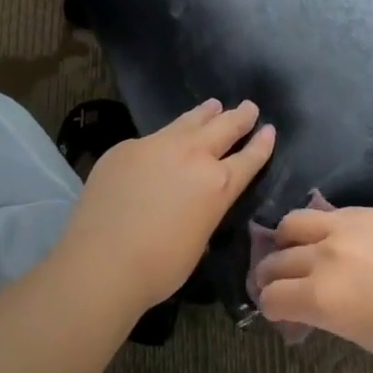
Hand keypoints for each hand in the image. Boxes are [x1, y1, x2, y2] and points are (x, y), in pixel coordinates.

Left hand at [56, 98, 274, 314]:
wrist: (103, 261)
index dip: (261, 144)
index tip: (269, 130)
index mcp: (218, 185)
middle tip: (248, 107)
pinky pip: (152, 138)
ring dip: (204, 114)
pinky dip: (165, 136)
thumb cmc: (159, 267)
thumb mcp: (198, 239)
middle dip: (239, 117)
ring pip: (188, 121)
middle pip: (223, 128)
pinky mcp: (125, 148)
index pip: (249, 158)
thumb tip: (194, 202)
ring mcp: (156, 146)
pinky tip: (161, 142)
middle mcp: (192, 156)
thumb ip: (203, 210)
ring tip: (212, 105)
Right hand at [251, 206, 372, 372]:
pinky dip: (320, 227)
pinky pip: (329, 213)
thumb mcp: (364, 337)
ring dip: (287, 240)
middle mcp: (325, 256)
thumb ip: (328, 315)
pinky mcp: (371, 211)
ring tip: (297, 250)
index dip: (271, 307)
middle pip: (276, 259)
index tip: (278, 312)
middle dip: (270, 275)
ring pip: (294, 222)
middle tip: (277, 284)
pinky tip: (334, 239)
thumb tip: (310, 307)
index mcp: (322, 297)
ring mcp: (347, 226)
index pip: (272, 297)